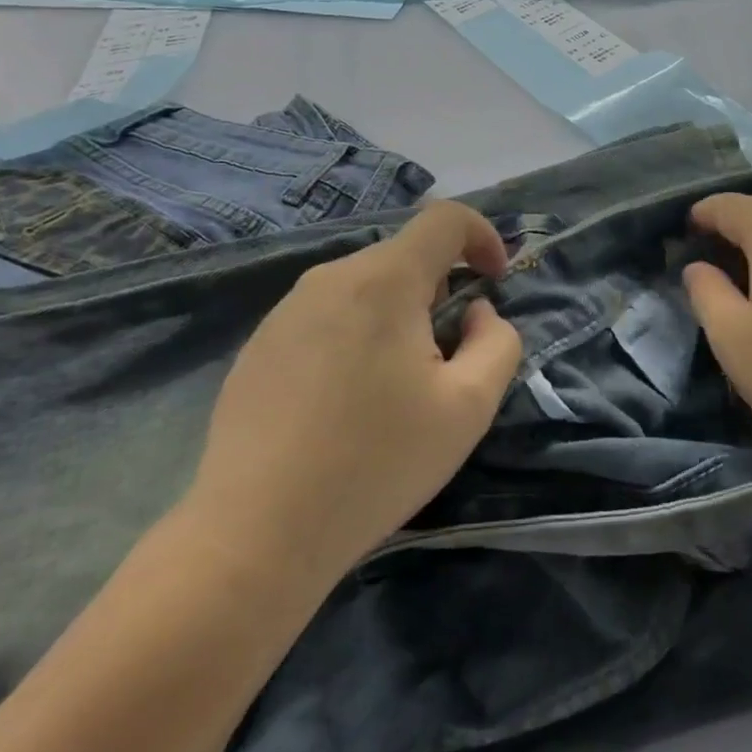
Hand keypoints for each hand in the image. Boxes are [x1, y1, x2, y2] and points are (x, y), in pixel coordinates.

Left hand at [185, 201, 523, 587]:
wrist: (256, 533)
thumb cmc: (376, 463)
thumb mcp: (468, 406)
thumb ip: (496, 342)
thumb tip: (474, 313)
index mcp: (384, 280)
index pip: (445, 218)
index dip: (483, 237)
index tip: (495, 282)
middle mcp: (331, 277)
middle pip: (405, 256)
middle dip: (441, 291)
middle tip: (446, 357)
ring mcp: (286, 309)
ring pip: (366, 287)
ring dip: (398, 315)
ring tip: (395, 386)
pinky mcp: (260, 343)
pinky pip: (328, 315)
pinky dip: (357, 335)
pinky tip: (345, 402)